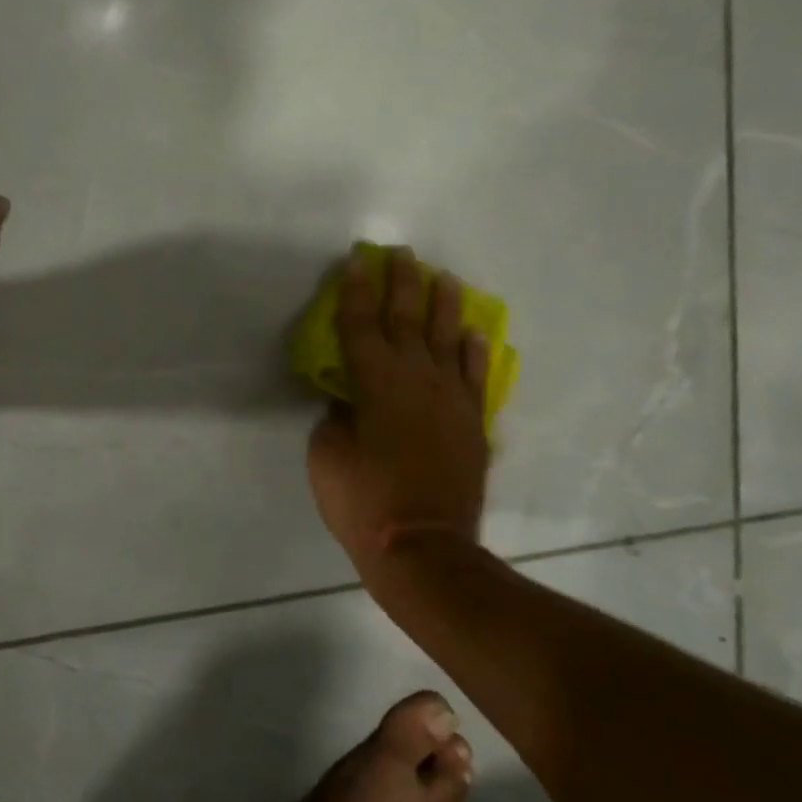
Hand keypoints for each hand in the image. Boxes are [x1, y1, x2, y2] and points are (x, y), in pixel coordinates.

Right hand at [306, 247, 490, 568]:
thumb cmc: (362, 502)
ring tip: (444, 278)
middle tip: (402, 254)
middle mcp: (415, 379)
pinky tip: (473, 333)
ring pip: (448, 338)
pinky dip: (474, 351)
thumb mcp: (326, 456)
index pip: (361, 324)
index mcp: (373, 383)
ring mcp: (450, 399)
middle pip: (407, 319)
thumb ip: (336, 418)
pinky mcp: (472, 422)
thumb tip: (350, 401)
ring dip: (444, 305)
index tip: (357, 261)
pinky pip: (475, 376)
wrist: (423, 547)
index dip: (356, 291)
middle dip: (402, 283)